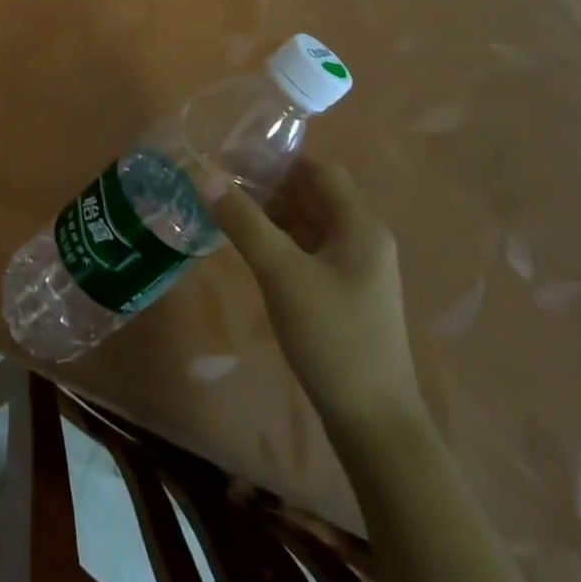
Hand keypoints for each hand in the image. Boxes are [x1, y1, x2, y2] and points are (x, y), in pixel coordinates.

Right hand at [207, 159, 423, 435]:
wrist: (374, 423)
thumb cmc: (332, 338)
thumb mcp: (281, 274)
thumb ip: (243, 222)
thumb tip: (206, 175)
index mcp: (360, 225)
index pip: (320, 169)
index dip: (279, 159)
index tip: (235, 158)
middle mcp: (363, 239)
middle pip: (314, 194)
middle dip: (270, 185)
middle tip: (222, 184)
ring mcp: (356, 268)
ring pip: (310, 223)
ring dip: (273, 213)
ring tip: (227, 211)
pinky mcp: (345, 293)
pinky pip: (309, 250)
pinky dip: (281, 241)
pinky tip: (250, 248)